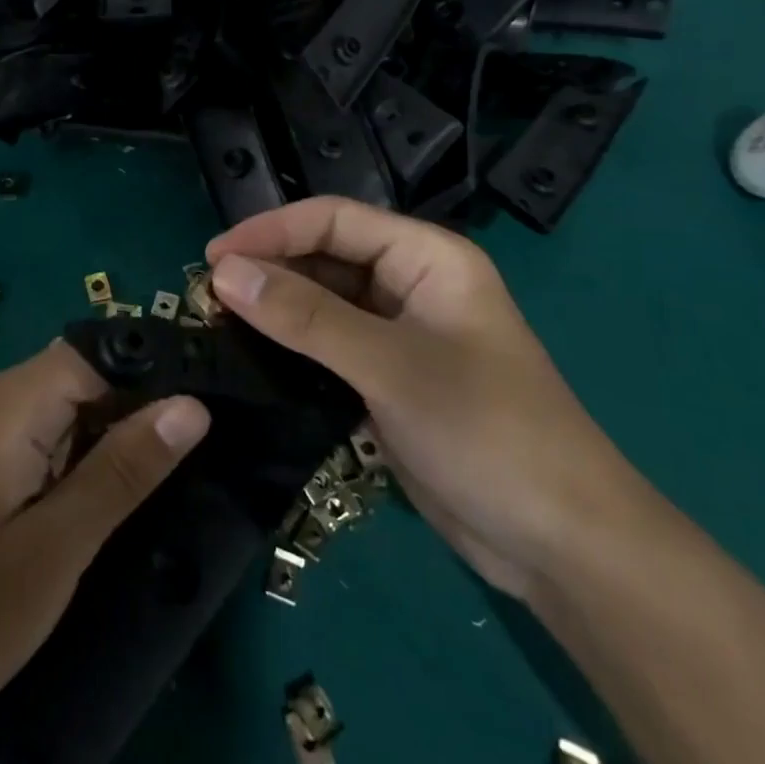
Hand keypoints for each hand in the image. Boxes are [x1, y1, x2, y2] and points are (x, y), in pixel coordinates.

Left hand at [0, 341, 209, 763]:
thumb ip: (123, 470)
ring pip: (69, 405)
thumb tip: (192, 405)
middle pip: (86, 373)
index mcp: (9, 402)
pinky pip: (46, 434)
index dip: (160, 370)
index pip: (101, 352)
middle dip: (144, 404)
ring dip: (118, 433)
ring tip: (182, 465)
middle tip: (213, 441)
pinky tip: (122, 487)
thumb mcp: (54, 550)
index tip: (221, 399)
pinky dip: (86, 454)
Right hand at [207, 198, 645, 599]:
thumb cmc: (486, 431)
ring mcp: (399, 335)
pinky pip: (328, 347)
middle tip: (205, 295)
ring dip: (274, 309)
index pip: (334, 220)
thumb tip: (224, 272)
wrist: (558, 543)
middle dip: (268, 270)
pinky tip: (250, 357)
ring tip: (216, 322)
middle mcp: (411, 285)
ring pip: (322, 303)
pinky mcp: (387, 379)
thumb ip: (305, 317)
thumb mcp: (390, 365)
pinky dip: (290, 347)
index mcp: (427, 257)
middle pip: (325, 257)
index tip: (212, 257)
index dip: (271, 230)